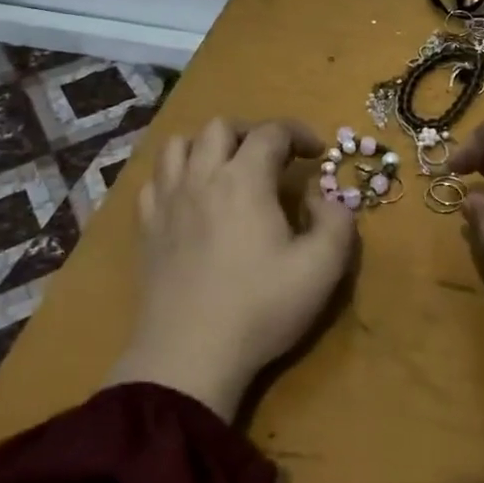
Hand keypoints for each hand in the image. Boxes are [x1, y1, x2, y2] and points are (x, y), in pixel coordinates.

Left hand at [107, 118, 356, 419]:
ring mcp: (167, 201)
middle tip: (273, 156)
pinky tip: (189, 197)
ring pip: (178, 145)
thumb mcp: (323, 268)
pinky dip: (175, 174)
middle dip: (252, 131)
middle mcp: (201, 177)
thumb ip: (338, 221)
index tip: (317, 152)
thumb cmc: (261, 308)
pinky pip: (154, 180)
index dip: (299, 133)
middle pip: (220, 126)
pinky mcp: (146, 228)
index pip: (271, 132)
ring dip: (207, 145)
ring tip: (227, 167)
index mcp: (244, 180)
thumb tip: (322, 196)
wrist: (189, 356)